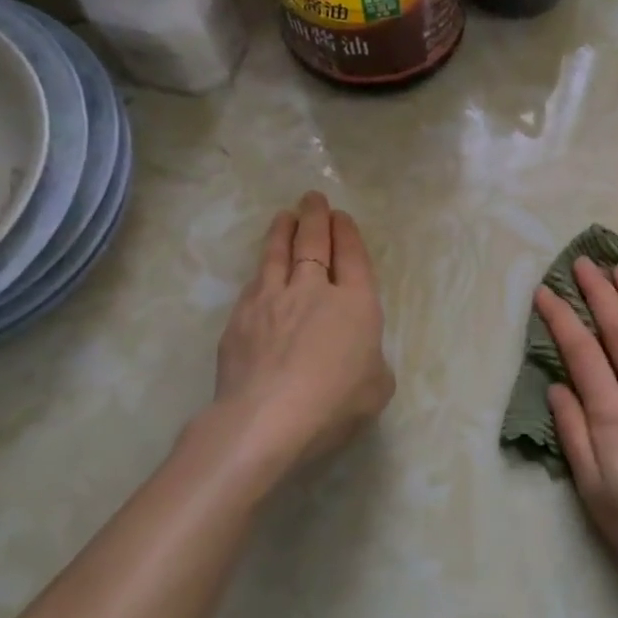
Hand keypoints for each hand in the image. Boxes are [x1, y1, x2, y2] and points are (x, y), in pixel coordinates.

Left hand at [207, 192, 394, 484]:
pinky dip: (261, 271)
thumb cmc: (335, 403)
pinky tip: (260, 271)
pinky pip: (254, 284)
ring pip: (277, 255)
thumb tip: (358, 356)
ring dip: (282, 231)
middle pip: (314, 244)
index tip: (341, 216)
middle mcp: (314, 290)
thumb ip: (372, 362)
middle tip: (313, 199)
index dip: (348, 234)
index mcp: (356, 303)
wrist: (267, 418)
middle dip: (315, 218)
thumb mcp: (377, 387)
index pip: (353, 257)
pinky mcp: (240, 319)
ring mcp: (272, 300)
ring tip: (284, 216)